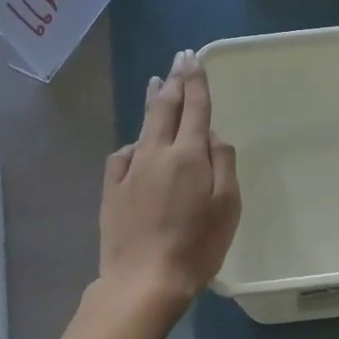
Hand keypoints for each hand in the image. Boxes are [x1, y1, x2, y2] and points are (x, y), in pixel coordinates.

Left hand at [98, 49, 241, 307]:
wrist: (142, 281)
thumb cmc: (196, 246)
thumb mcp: (227, 207)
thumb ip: (223, 164)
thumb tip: (214, 136)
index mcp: (188, 155)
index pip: (194, 108)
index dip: (195, 81)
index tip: (192, 58)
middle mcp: (156, 153)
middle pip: (165, 108)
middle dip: (173, 80)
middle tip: (177, 59)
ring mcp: (129, 170)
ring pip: (142, 126)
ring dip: (151, 101)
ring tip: (155, 84)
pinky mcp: (111, 190)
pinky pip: (123, 155)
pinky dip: (134, 143)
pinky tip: (136, 145)